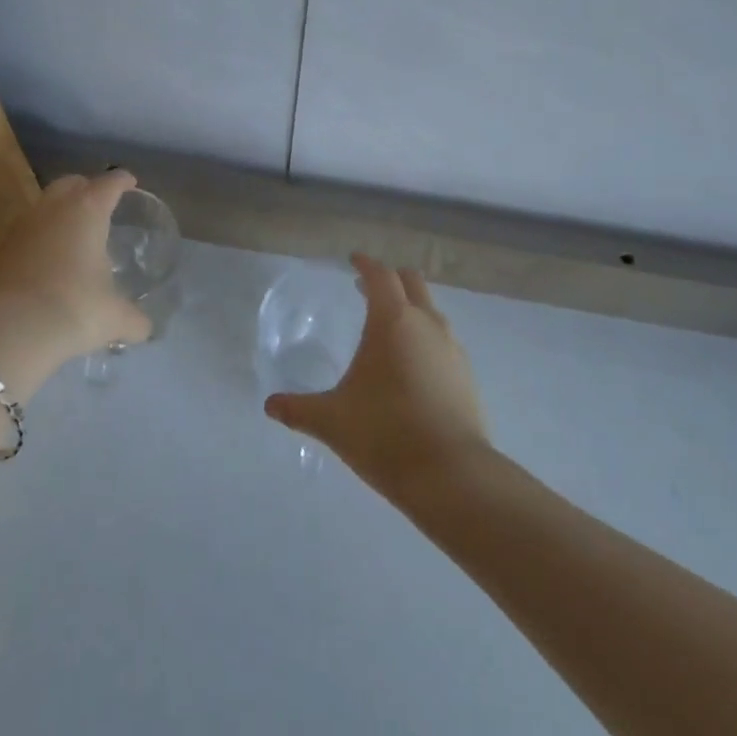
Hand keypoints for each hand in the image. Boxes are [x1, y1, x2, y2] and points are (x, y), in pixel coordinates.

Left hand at [0, 171, 153, 362]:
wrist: (8, 331)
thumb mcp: (114, 318)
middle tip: (99, 202)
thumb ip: (134, 320)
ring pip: (42, 207)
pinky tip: (46, 263)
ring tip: (72, 234)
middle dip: (86, 187)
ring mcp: (19, 228)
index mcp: (87, 212)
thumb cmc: (74, 310)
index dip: (121, 180)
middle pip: (70, 183)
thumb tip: (144, 329)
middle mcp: (51, 210)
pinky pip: (24, 235)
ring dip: (58, 214)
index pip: (109, 183)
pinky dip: (38, 240)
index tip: (129, 182)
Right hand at [264, 253, 490, 491]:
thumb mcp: (332, 421)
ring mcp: (452, 348)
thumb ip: (299, 410)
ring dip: (410, 308)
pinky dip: (425, 336)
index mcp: (392, 321)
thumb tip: (270, 406)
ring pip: (431, 310)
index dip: (366, 264)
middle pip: (411, 282)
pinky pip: (443, 339)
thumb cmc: (384, 434)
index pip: (380, 276)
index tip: (353, 260)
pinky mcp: (466, 374)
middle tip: (367, 289)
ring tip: (388, 329)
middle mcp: (426, 324)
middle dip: (390, 279)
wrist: (451, 474)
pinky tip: (411, 365)